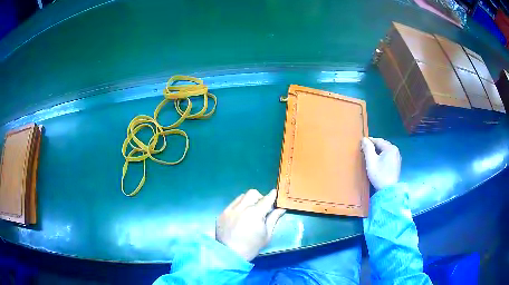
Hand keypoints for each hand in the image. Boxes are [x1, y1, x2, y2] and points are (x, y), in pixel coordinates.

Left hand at [216, 189, 285, 260]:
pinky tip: (239, 217)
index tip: (276, 194)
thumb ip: (274, 218)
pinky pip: (232, 204)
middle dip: (260, 197)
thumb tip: (281, 208)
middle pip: (253, 193)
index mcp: (255, 213)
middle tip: (262, 208)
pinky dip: (239, 207)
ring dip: (248, 201)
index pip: (267, 198)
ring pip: (241, 197)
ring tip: (249, 212)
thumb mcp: (267, 234)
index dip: (273, 195)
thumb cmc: (251, 246)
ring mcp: (230, 209)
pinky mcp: (222, 213)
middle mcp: (241, 207)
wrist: (230, 254)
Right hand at [361, 137, 400, 190]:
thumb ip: (367, 148)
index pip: (378, 140)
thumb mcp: (371, 161)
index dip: (369, 141)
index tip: (361, 143)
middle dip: (374, 146)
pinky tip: (378, 161)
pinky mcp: (397, 163)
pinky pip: (388, 156)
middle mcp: (396, 150)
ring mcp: (397, 157)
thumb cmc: (379, 175)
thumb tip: (364, 139)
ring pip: (386, 150)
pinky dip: (382, 156)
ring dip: (378, 151)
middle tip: (365, 149)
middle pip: (383, 145)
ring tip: (370, 155)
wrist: (388, 190)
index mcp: (390, 148)